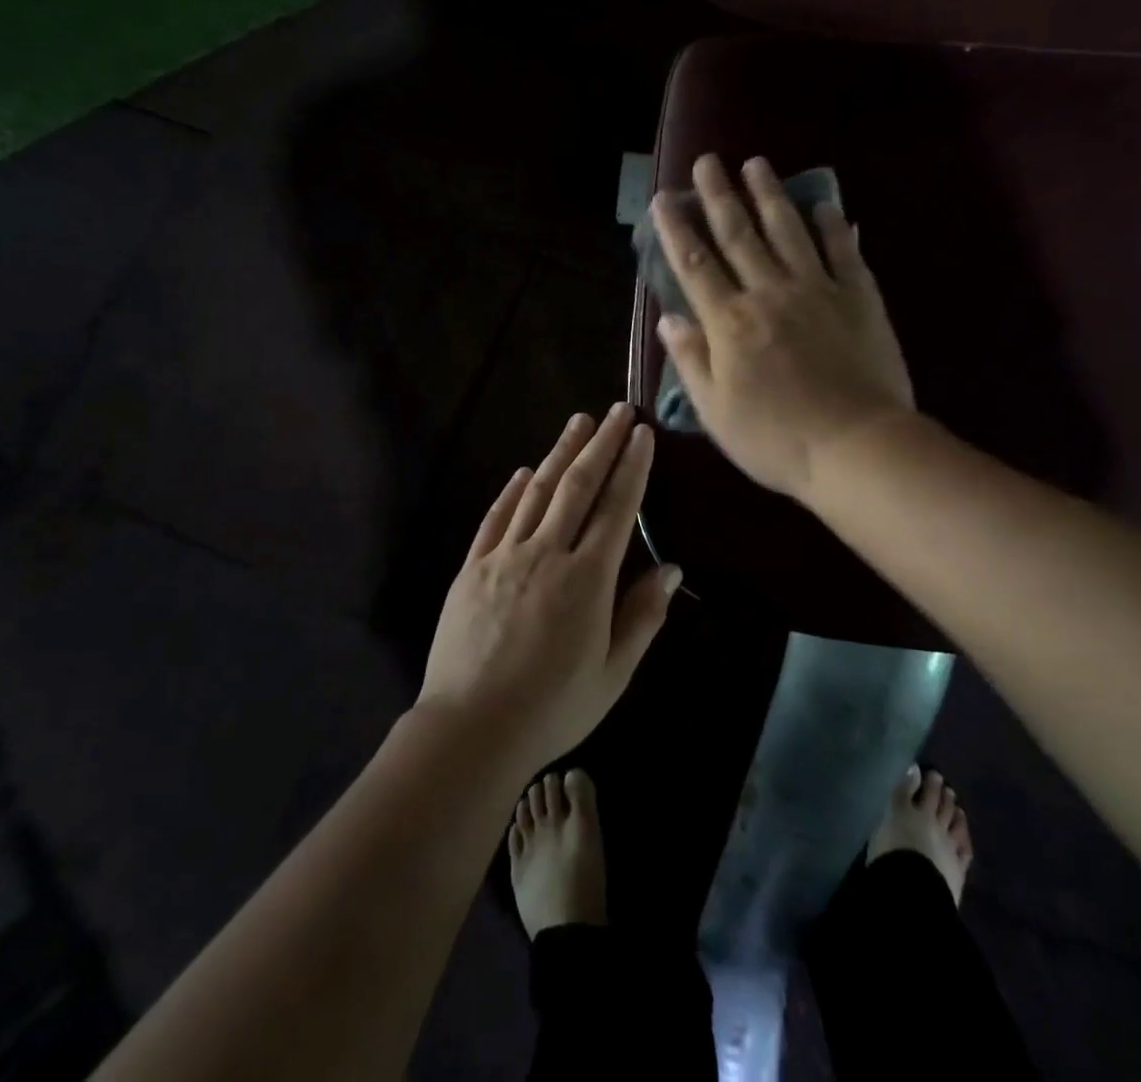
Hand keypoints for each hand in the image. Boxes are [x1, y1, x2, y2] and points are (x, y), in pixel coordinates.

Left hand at [417, 404, 681, 770]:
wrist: (470, 729)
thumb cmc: (552, 708)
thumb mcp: (613, 674)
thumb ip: (642, 616)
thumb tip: (669, 568)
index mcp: (586, 579)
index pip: (616, 508)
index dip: (632, 467)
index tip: (642, 434)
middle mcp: (546, 554)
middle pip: (578, 486)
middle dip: (600, 444)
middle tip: (616, 410)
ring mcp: (504, 557)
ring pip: (537, 492)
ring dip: (560, 454)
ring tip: (577, 422)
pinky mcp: (472, 568)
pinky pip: (495, 519)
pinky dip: (512, 491)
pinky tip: (525, 472)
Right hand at [650, 153, 915, 500]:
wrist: (855, 447)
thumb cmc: (776, 438)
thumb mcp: (715, 411)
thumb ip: (691, 360)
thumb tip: (668, 318)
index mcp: (730, 322)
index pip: (695, 265)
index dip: (676, 229)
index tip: (664, 198)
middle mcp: (769, 293)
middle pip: (738, 235)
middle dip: (719, 196)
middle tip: (708, 161)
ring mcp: (817, 290)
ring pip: (788, 231)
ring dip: (770, 195)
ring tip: (757, 164)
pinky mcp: (858, 298)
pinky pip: (842, 251)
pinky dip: (832, 226)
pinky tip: (824, 204)